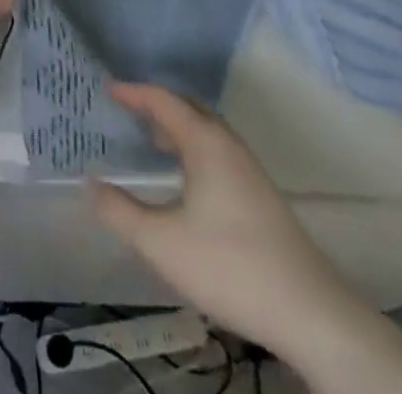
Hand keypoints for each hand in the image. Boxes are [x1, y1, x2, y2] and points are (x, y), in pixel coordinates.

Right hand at [87, 84, 368, 361]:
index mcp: (205, 142)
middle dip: (157, 105)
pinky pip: (218, 152)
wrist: (311, 314)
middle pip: (189, 109)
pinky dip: (194, 148)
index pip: (163, 100)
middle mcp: (228, 145)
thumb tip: (90, 184)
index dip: (133, 92)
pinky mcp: (262, 196)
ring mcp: (250, 170)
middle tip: (128, 109)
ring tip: (152, 140)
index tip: (107, 88)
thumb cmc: (229, 266)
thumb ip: (120, 211)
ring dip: (178, 128)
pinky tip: (186, 180)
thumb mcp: (162, 243)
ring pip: (207, 132)